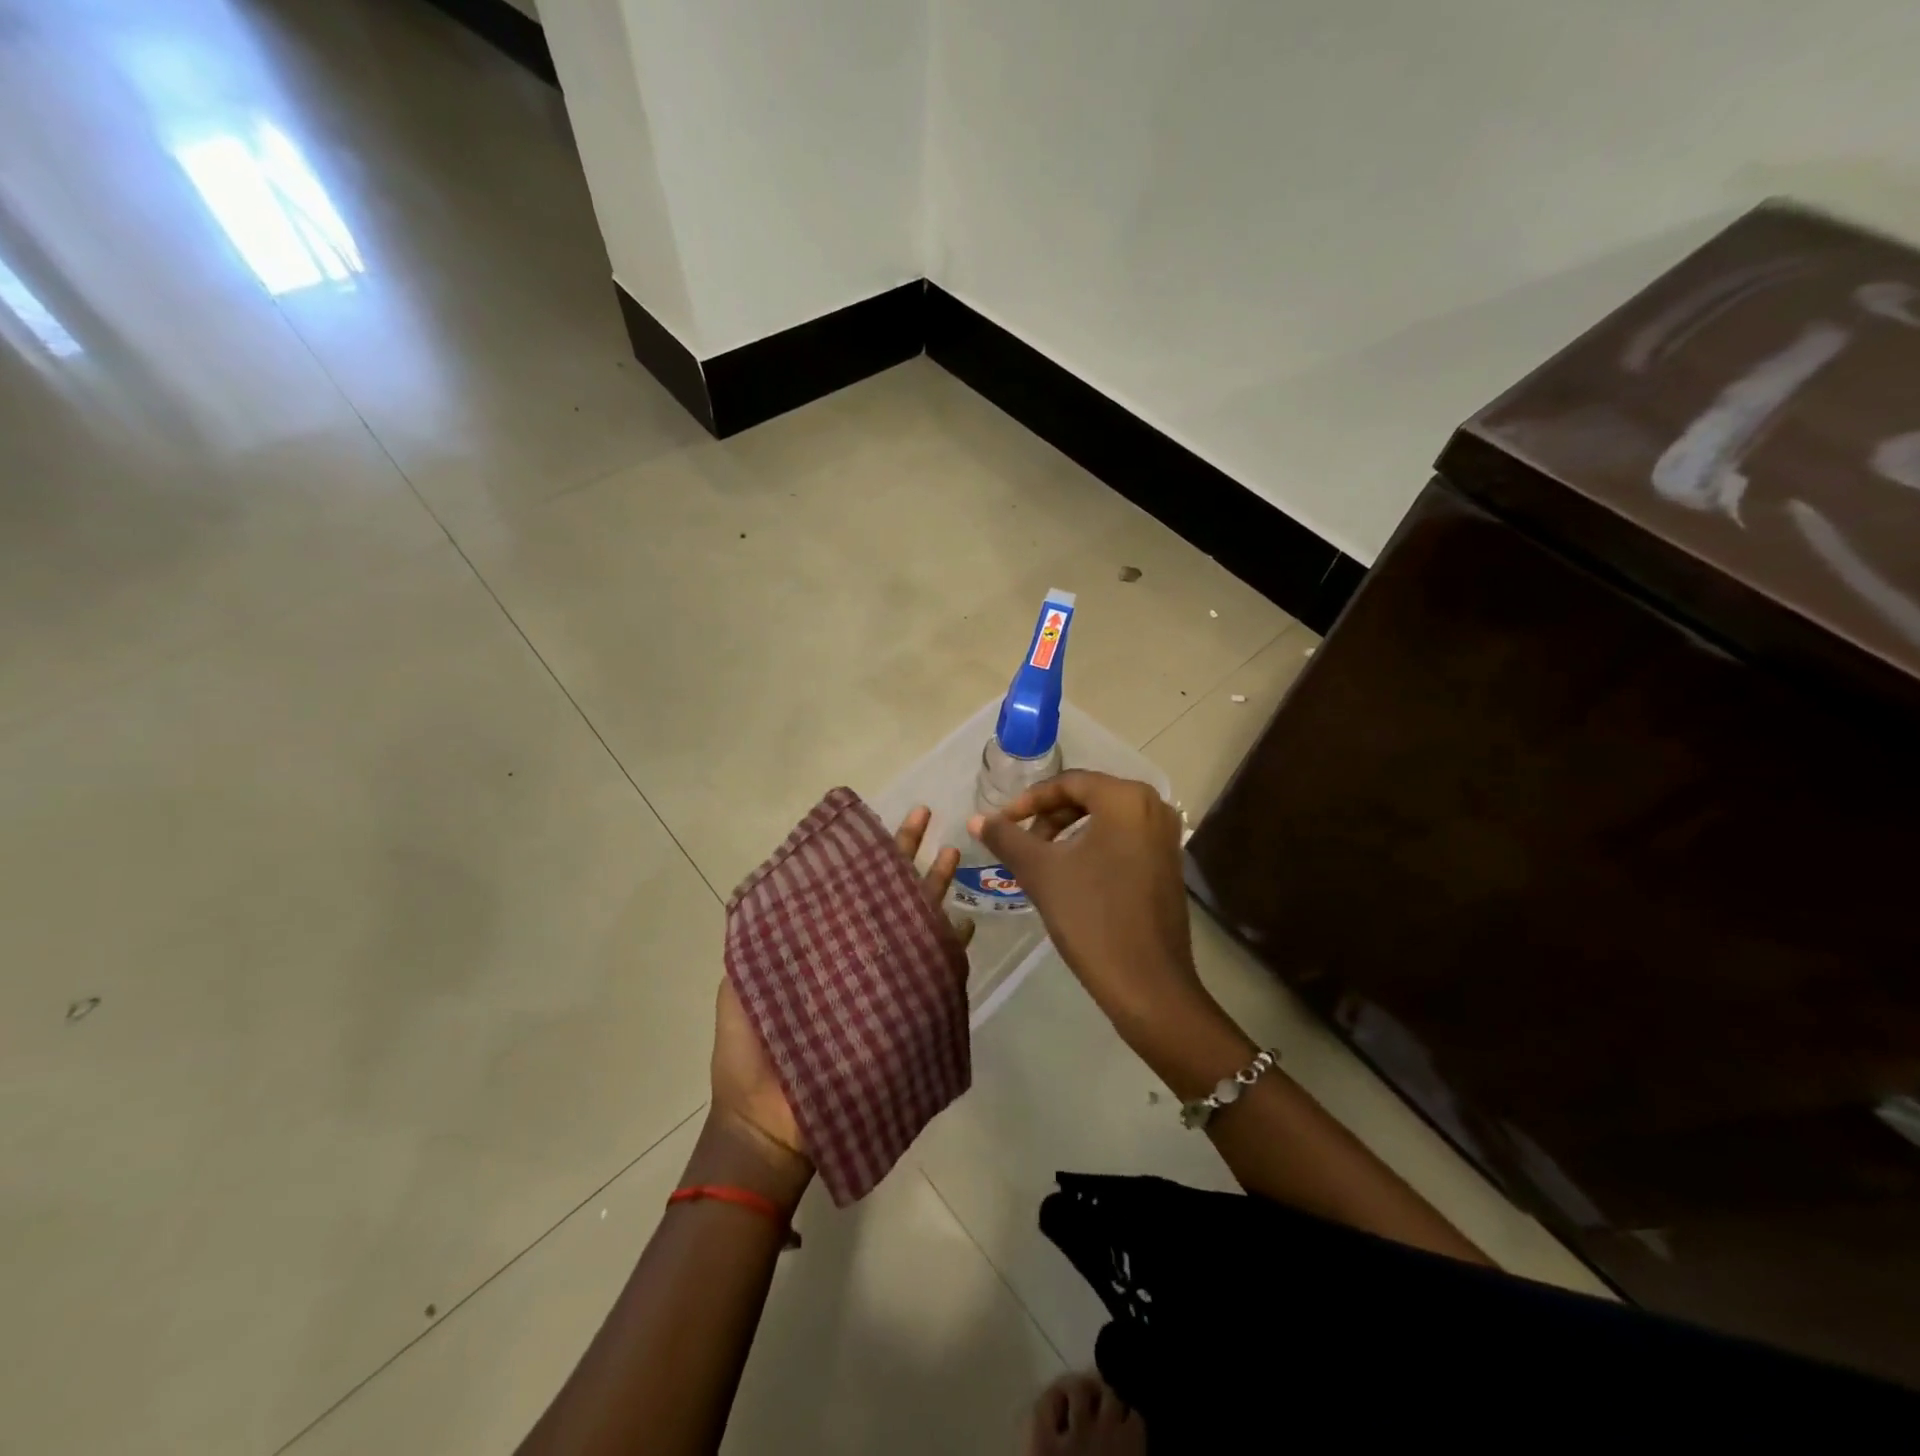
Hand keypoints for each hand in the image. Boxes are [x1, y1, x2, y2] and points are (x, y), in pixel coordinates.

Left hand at [708, 804, 969, 1165]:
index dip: (862, 854)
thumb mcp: (745, 980)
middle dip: (905, 854)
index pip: (848, 887)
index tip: (873, 820)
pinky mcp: (903, 1011)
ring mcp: (882, 982)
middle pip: (886, 895)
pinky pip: (933, 974)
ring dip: (933, 889)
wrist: (769, 1121)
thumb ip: (761, 935)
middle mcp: (856, 955)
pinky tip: (963, 923)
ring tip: (951, 853)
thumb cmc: (752, 1050)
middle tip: (925, 815)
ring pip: (915, 924)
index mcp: (819, 944)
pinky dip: (950, 949)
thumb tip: (782, 877)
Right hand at [970, 772, 1202, 1034]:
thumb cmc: (1091, 917)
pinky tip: (1071, 876)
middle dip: (1048, 817)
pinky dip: (1093, 847)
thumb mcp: (1041, 872)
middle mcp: (1153, 806)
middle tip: (1020, 843)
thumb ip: (1006, 838)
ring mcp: (1166, 836)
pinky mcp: (1169, 863)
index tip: (1002, 823)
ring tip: (1040, 861)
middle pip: (1088, 798)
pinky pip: (1123, 839)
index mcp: (1126, 798)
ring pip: (1105, 820)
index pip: (1068, 783)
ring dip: (1068, 833)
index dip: (1029, 801)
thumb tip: (976, 819)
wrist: (1147, 983)